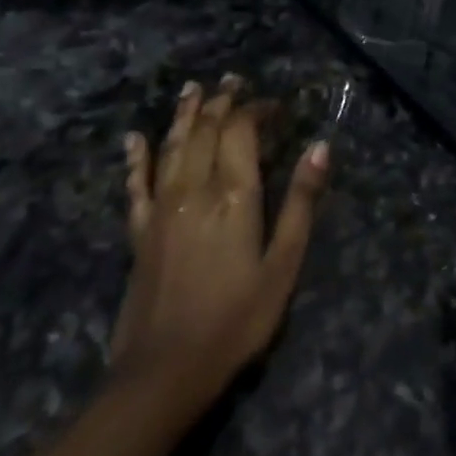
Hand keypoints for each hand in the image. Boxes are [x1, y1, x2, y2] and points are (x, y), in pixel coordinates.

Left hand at [109, 77, 328, 413]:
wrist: (162, 374)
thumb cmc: (236, 319)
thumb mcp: (283, 263)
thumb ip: (301, 202)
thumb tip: (321, 147)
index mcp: (233, 194)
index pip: (240, 130)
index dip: (256, 109)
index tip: (275, 105)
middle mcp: (194, 189)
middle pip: (205, 130)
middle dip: (221, 102)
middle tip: (233, 81)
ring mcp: (161, 209)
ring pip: (171, 147)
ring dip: (184, 115)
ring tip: (193, 89)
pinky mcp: (140, 233)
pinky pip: (136, 185)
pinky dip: (136, 158)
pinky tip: (134, 139)